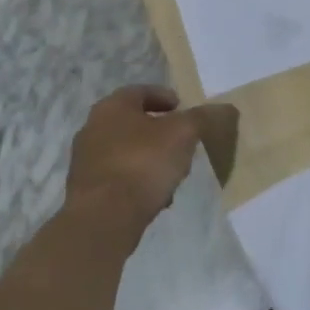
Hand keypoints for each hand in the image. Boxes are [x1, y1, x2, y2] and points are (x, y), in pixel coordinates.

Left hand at [64, 85, 217, 234]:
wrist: (103, 218)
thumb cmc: (143, 163)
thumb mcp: (183, 134)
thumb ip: (202, 117)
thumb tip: (224, 107)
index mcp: (112, 106)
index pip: (140, 91)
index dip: (165, 97)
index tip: (183, 109)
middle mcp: (93, 128)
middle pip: (132, 122)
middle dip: (159, 130)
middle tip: (182, 140)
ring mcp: (86, 161)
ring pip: (126, 151)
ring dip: (149, 157)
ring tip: (173, 172)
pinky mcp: (86, 190)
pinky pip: (118, 177)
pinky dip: (137, 180)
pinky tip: (156, 196)